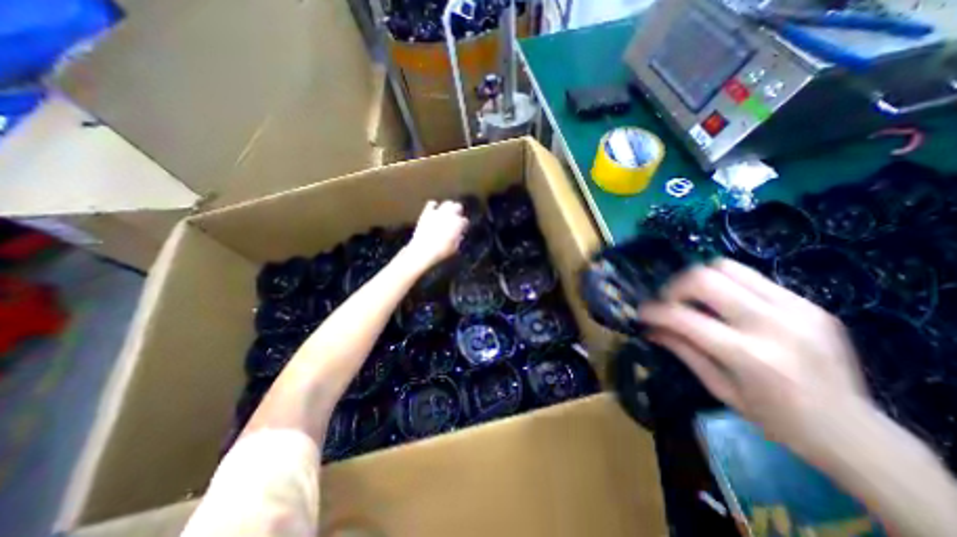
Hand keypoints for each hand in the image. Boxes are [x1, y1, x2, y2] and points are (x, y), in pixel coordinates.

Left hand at [403, 199, 466, 269]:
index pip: (465, 221)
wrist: (423, 250)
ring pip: (447, 203)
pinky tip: (434, 210)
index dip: (464, 226)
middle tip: (457, 218)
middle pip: (458, 206)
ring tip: (447, 212)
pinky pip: (432, 204)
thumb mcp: (454, 248)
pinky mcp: (427, 212)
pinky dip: (434, 206)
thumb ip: (458, 239)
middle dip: (459, 211)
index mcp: (458, 223)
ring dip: (449, 207)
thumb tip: (459, 236)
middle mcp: (450, 215)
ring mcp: (438, 212)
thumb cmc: (441, 251)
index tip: (462, 230)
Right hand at [637, 258, 873, 458]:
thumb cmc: (776, 419)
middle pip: (705, 278)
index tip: (641, 312)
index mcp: (749, 355)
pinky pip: (750, 277)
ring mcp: (797, 308)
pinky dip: (725, 285)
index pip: (683, 317)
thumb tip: (650, 328)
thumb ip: (682, 350)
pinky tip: (723, 304)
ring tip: (693, 299)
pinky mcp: (809, 302)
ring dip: (698, 279)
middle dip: (674, 286)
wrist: (856, 432)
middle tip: (668, 302)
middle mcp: (773, 324)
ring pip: (726, 267)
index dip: (654, 311)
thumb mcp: (719, 388)